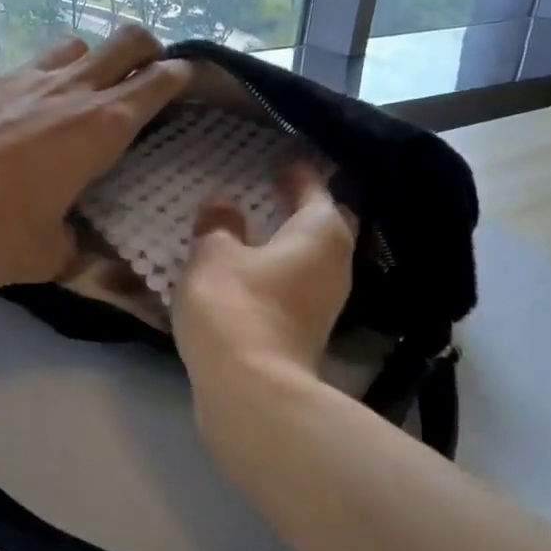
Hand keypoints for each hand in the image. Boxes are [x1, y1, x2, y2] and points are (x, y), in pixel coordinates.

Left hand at [0, 26, 189, 290]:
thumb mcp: (46, 256)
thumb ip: (74, 247)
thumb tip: (78, 247)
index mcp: (99, 128)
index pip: (157, 83)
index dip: (181, 76)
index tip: (188, 80)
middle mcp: (68, 91)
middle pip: (124, 42)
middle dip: (146, 49)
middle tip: (146, 73)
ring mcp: (20, 79)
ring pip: (73, 47)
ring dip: (89, 61)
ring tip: (82, 92)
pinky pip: (24, 70)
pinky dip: (37, 84)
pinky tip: (19, 116)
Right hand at [172, 163, 356, 389]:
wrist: (251, 390)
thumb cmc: (235, 306)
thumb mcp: (214, 255)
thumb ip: (218, 225)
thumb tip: (222, 206)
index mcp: (321, 232)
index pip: (314, 188)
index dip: (297, 172)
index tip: (280, 159)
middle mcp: (336, 264)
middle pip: (325, 225)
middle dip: (303, 208)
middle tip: (274, 192)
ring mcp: (326, 303)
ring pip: (312, 259)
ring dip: (289, 243)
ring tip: (257, 231)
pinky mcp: (309, 331)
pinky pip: (297, 285)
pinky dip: (280, 272)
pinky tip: (252, 272)